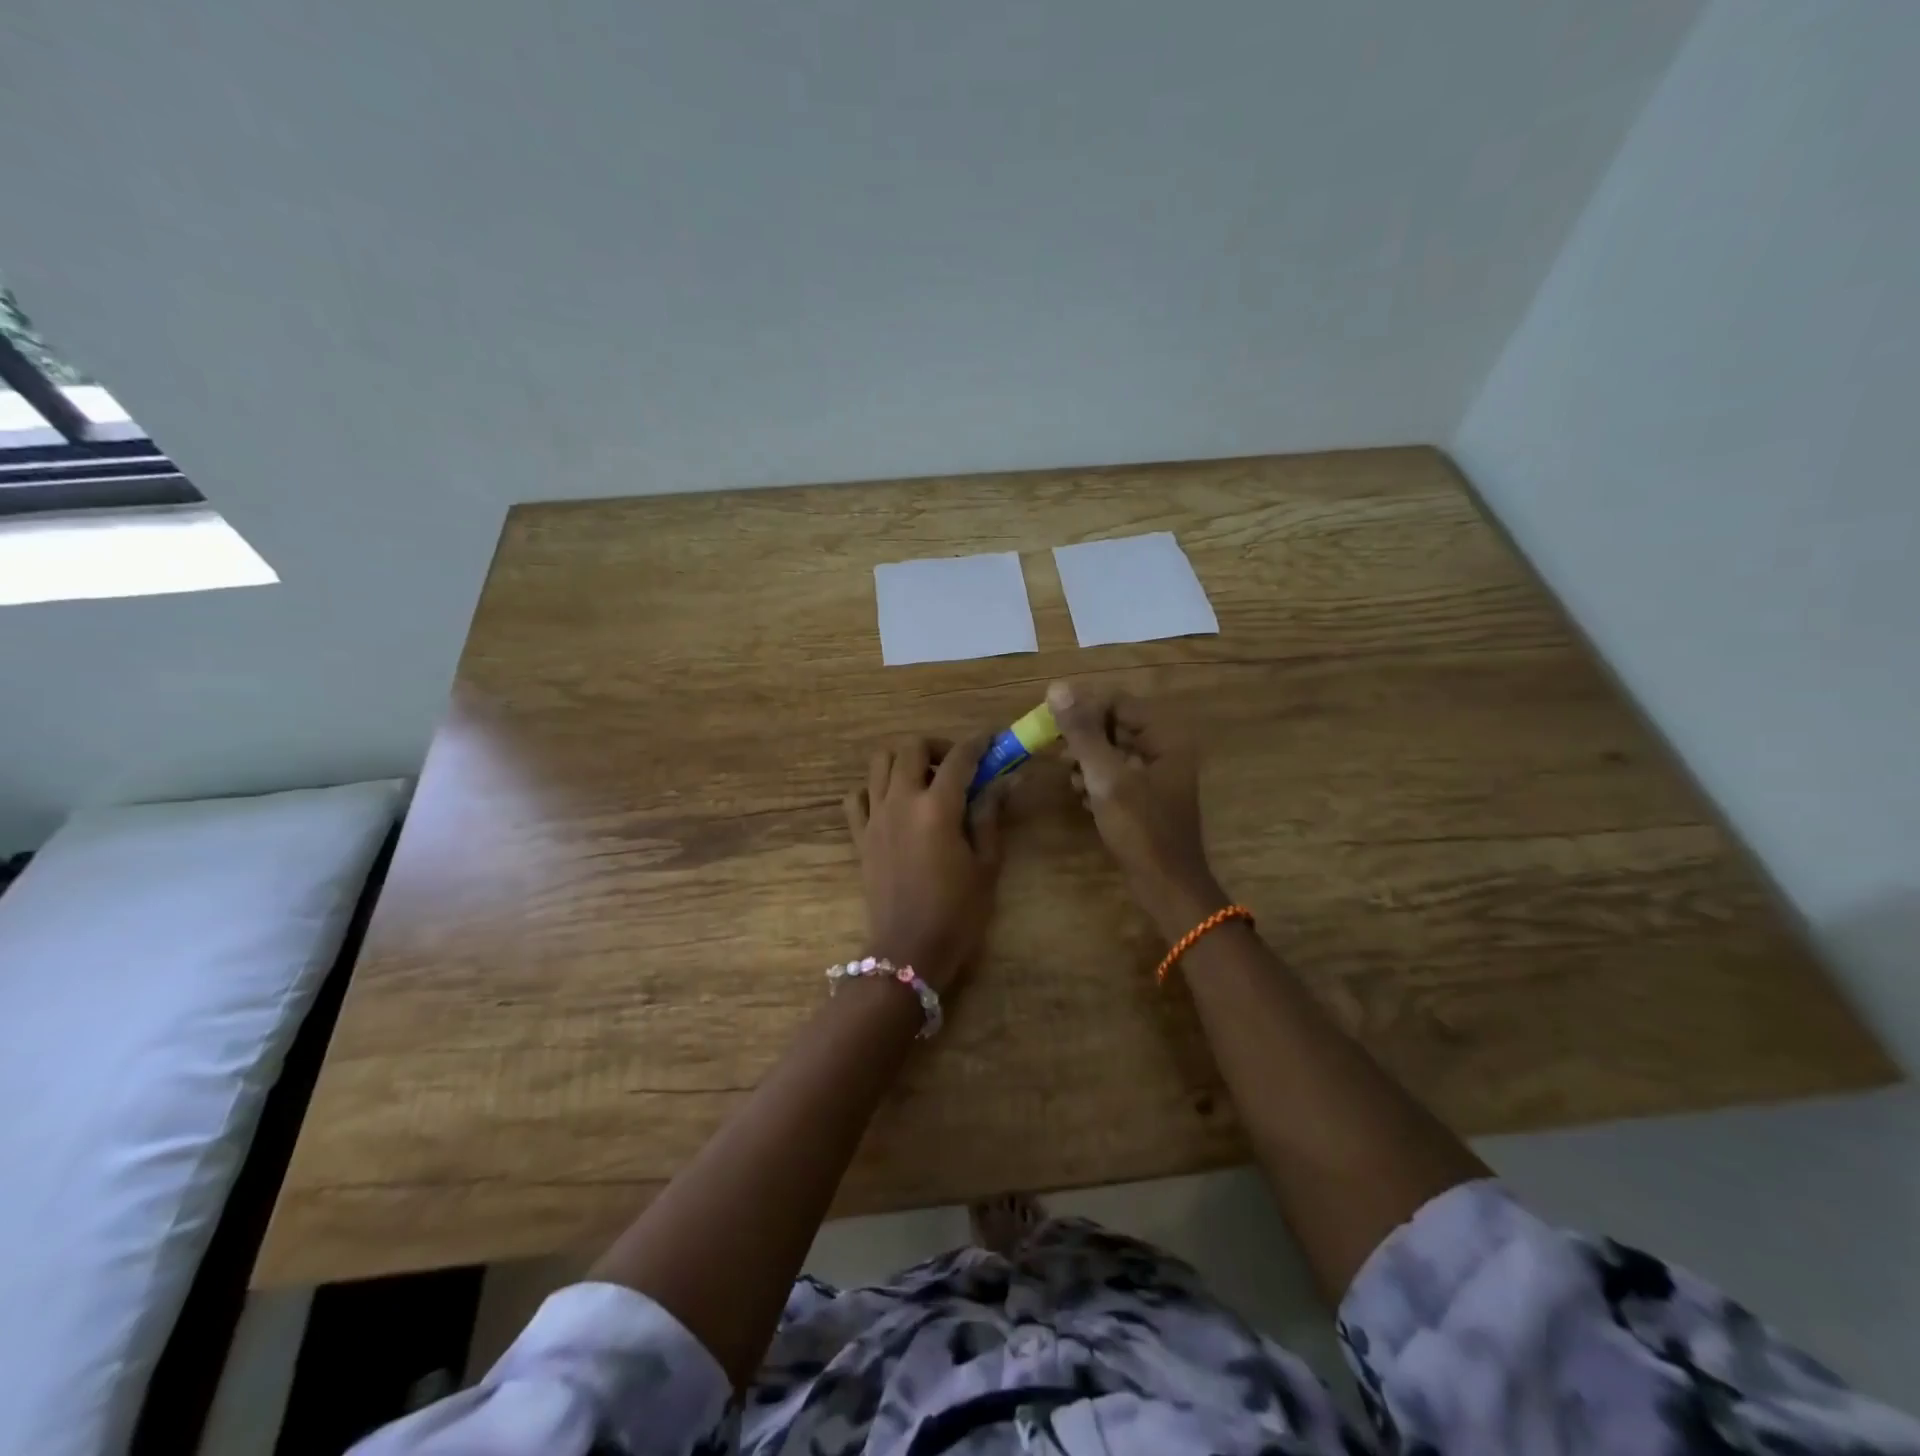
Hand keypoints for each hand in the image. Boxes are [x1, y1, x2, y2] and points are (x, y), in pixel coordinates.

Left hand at [844, 736, 1004, 993]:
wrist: (909, 952)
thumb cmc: (958, 912)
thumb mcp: (986, 864)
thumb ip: (990, 816)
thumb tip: (1005, 781)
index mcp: (937, 808)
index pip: (959, 757)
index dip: (979, 743)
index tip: (993, 741)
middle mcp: (900, 802)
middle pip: (910, 748)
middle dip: (936, 747)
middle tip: (956, 766)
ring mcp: (875, 817)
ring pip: (879, 763)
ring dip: (903, 761)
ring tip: (924, 781)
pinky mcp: (859, 836)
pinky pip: (857, 797)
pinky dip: (873, 789)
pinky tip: (893, 804)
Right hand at [1047, 680, 1225, 938]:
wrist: (1166, 886)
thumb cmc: (1141, 829)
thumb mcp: (1106, 777)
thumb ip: (1082, 732)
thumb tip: (1058, 688)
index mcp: (1165, 737)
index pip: (1118, 703)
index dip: (1084, 711)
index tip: (1053, 729)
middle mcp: (1165, 749)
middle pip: (1115, 726)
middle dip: (1084, 739)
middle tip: (1058, 756)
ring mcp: (1157, 775)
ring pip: (1112, 752)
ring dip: (1087, 761)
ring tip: (1072, 780)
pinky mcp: (1147, 798)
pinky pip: (1116, 775)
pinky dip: (1097, 781)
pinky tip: (1083, 798)